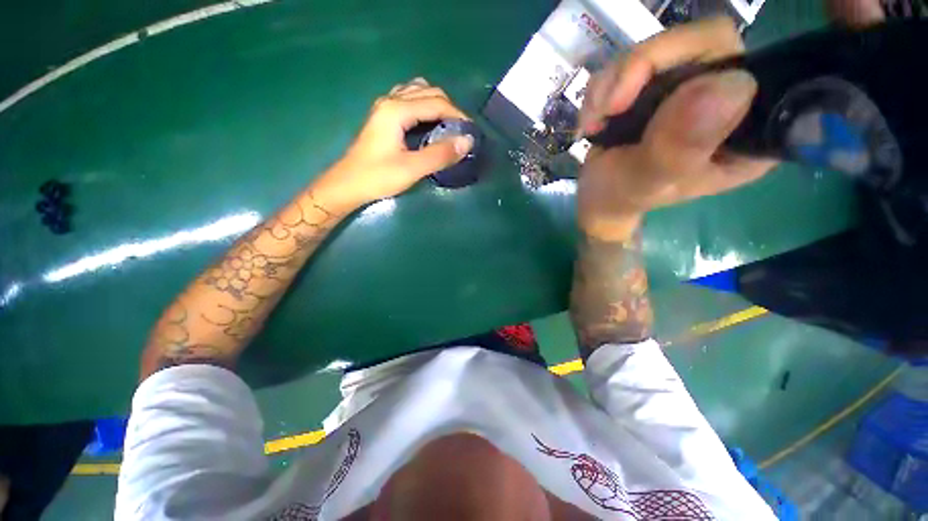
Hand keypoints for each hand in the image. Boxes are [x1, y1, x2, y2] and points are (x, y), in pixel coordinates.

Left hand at [316, 78, 473, 208]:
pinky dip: (424, 106)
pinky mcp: (383, 117)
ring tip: (448, 126)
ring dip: (437, 104)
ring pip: (417, 92)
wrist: (347, 185)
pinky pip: (409, 100)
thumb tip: (467, 142)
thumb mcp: (412, 169)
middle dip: (449, 108)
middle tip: (461, 131)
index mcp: (396, 109)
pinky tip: (428, 123)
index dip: (458, 115)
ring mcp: (385, 107)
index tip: (471, 132)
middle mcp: (390, 100)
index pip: (436, 102)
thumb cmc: (378, 177)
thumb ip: (440, 154)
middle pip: (428, 91)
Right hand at [576, 17, 777, 239]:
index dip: (692, 66)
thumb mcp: (648, 181)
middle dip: (640, 71)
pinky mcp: (662, 81)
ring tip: (595, 122)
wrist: (599, 196)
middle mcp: (729, 99)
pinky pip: (631, 60)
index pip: (743, 67)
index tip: (641, 106)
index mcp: (746, 131)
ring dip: (612, 83)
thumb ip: (681, 147)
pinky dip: (603, 88)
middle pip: (698, 43)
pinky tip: (595, 118)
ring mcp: (692, 86)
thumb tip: (730, 86)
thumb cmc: (623, 196)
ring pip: (659, 48)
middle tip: (608, 108)